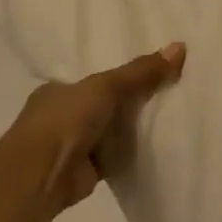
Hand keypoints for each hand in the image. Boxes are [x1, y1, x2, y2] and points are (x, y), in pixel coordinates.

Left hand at [5, 43, 186, 212]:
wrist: (41, 176)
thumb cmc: (65, 121)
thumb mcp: (106, 86)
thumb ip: (141, 71)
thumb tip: (180, 46)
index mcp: (58, 90)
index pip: (95, 76)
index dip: (123, 72)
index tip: (154, 68)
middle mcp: (63, 115)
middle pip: (107, 102)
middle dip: (134, 98)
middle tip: (173, 87)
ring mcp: (75, 143)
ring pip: (114, 128)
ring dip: (135, 126)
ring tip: (176, 111)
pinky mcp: (89, 168)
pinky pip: (119, 153)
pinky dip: (136, 149)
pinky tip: (162, 142)